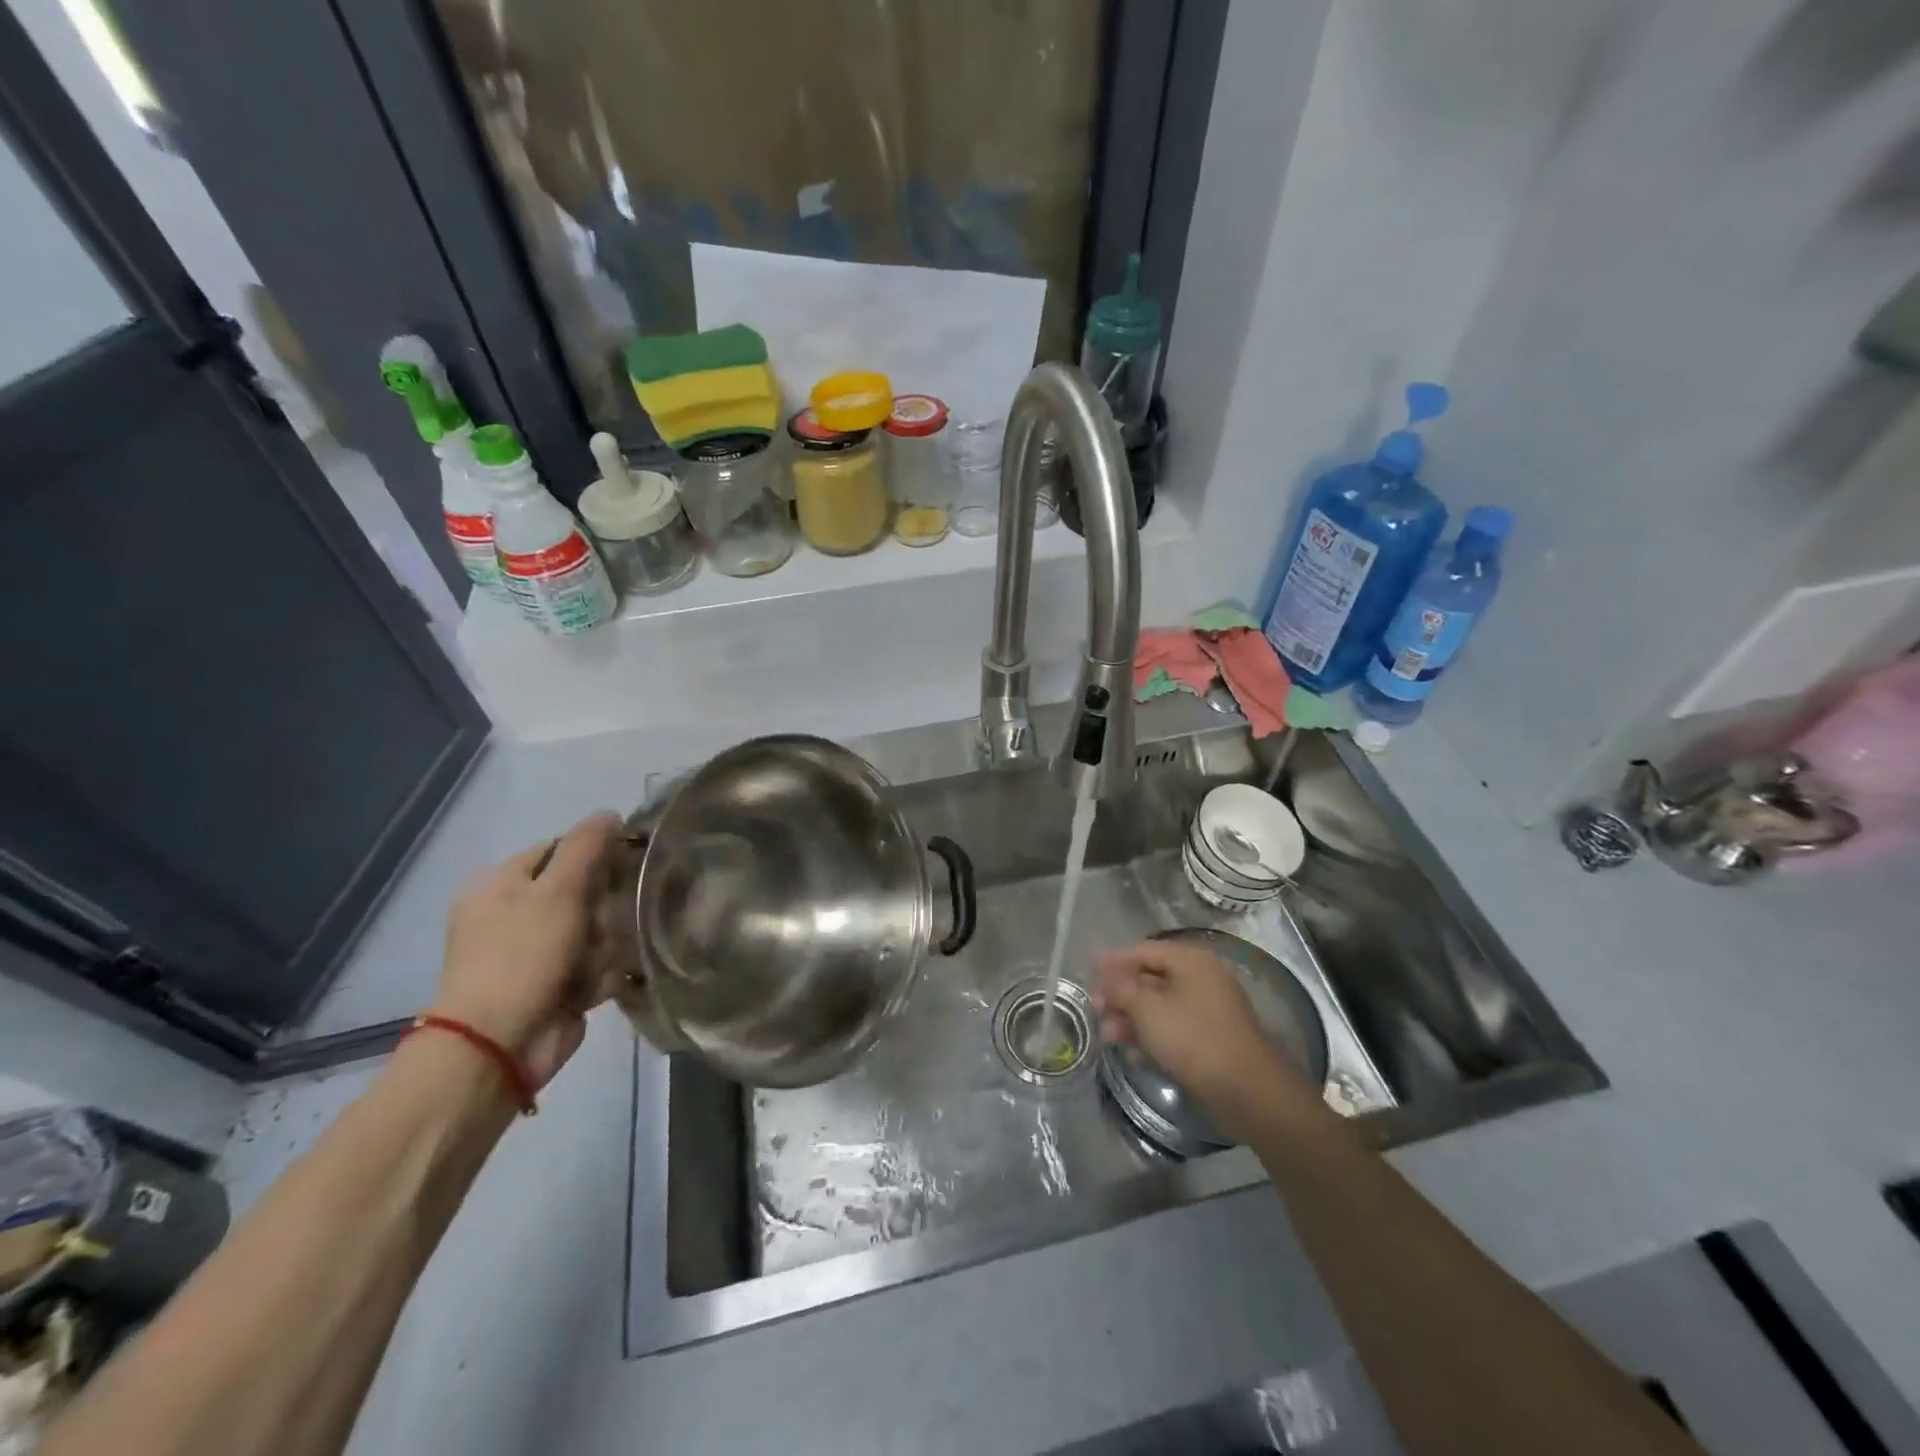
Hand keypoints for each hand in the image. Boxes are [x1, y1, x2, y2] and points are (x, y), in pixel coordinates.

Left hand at [430, 812, 621, 1087]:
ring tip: (592, 963)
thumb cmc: (522, 957)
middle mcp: (516, 912)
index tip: (625, 863)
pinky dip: (600, 973)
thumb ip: (586, 847)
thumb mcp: (556, 891)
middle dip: (602, 907)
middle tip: (600, 923)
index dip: (595, 852)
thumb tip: (609, 812)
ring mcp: (536, 951)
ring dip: (603, 943)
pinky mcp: (557, 983)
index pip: (560, 848)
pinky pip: (596, 963)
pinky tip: (593, 985)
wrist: (499, 1045)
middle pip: (584, 889)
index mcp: (502, 883)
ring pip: (597, 927)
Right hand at [1093, 941, 1320, 1138]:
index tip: (1089, 969)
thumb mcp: (1147, 1009)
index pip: (1144, 951)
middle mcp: (1202, 978)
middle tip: (1095, 1008)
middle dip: (1121, 993)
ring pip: (1161, 1005)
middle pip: (1152, 978)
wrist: (1246, 1089)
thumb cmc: (1193, 1038)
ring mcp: (1209, 1009)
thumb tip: (1107, 976)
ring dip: (1132, 1017)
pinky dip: (1151, 1033)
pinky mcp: (1211, 1037)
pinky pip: (1174, 1026)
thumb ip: (1122, 988)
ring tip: (1107, 1035)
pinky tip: (1131, 1051)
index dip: (1114, 960)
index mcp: (1191, 960)